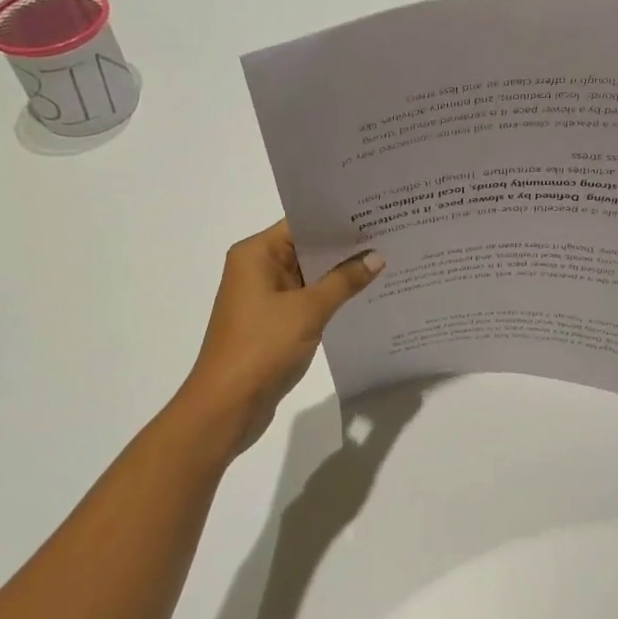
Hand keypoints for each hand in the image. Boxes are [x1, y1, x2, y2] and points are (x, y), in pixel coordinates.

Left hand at [178, 221, 382, 453]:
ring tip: (386, 261)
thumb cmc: (262, 347)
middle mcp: (257, 268)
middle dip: (345, 246)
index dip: (338, 218)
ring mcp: (264, 297)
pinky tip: (365, 295)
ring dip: (340, 273)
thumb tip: (376, 257)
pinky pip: (307, 299)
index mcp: (256, 254)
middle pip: (306, 247)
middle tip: (390, 235)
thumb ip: (344, 281)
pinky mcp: (273, 322)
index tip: (376, 212)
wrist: (227, 406)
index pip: (302, 223)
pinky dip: (331, 297)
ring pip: (309, 275)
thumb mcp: (309, 310)